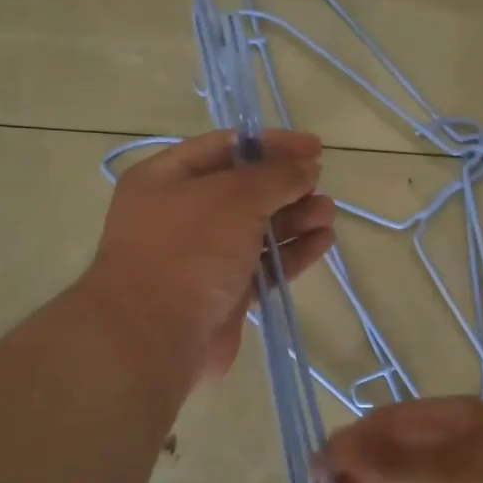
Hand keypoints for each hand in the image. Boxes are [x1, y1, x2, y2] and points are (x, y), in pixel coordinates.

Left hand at [82, 130, 335, 391]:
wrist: (155, 338)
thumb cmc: (188, 250)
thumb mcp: (233, 197)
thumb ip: (275, 176)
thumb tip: (306, 167)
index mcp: (167, 178)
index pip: (225, 147)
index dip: (271, 144)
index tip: (314, 146)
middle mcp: (181, 213)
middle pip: (243, 189)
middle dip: (286, 184)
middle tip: (320, 183)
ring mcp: (202, 256)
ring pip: (257, 228)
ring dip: (294, 217)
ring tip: (328, 213)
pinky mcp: (224, 292)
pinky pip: (264, 264)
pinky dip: (292, 251)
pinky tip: (323, 241)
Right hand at [321, 397, 482, 482]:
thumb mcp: (448, 470)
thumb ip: (391, 460)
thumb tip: (335, 447)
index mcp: (448, 419)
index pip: (387, 423)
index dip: (349, 442)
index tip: (316, 469)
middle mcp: (453, 445)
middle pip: (394, 453)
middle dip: (358, 472)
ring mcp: (463, 482)